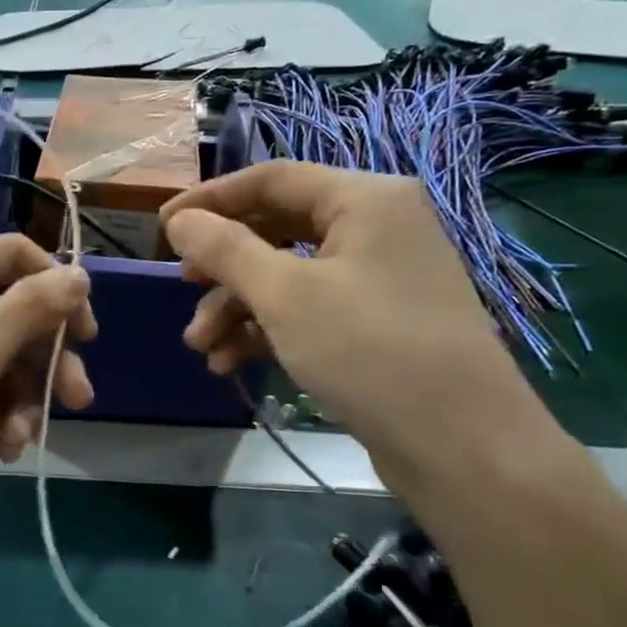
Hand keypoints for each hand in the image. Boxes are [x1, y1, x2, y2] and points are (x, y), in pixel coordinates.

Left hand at [0, 235, 95, 532]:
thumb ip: (31, 308)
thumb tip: (80, 273)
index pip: (13, 254)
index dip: (56, 288)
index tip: (86, 335)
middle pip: (11, 310)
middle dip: (44, 358)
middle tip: (78, 400)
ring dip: (21, 396)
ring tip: (25, 440)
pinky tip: (5, 447)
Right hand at [160, 164, 555, 494]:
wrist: (463, 447)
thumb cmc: (370, 351)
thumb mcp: (284, 295)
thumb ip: (225, 250)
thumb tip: (179, 221)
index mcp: (365, 199)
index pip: (272, 179)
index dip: (211, 199)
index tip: (163, 227)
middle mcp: (375, 228)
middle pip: (276, 228)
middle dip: (224, 265)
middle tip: (183, 286)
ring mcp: (377, 278)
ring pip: (287, 276)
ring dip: (237, 307)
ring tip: (200, 347)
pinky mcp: (375, 324)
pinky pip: (307, 310)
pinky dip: (266, 330)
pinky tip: (229, 362)